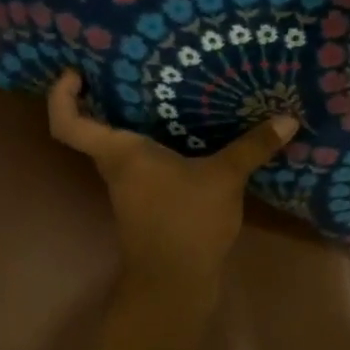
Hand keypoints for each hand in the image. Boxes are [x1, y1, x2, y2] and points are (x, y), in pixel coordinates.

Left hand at [48, 70, 297, 296]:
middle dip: (108, 96)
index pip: (68, 123)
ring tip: (170, 88)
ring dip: (138, 118)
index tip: (77, 72)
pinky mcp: (150, 200)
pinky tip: (192, 131)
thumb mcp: (224, 178)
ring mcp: (132, 187)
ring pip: (123, 143)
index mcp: (120, 154)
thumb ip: (253, 146)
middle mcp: (118, 167)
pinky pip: (147, 159)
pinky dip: (161, 141)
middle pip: (96, 126)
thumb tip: (288, 118)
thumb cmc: (186, 223)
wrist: (176, 284)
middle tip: (136, 65)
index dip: (62, 96)